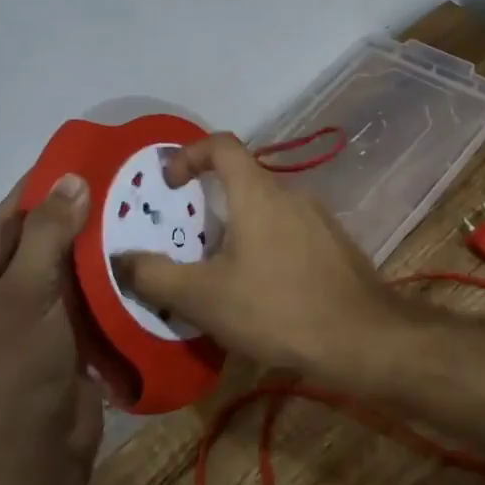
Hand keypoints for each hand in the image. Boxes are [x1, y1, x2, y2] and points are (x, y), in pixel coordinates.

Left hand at [0, 174, 102, 483]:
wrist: (37, 463)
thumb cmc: (15, 373)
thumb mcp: (26, 295)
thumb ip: (49, 234)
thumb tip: (71, 179)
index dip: (34, 193)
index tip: (72, 160)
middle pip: (31, 246)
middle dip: (69, 217)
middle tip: (112, 181)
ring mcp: (23, 326)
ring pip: (59, 271)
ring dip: (89, 245)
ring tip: (129, 207)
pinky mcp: (57, 342)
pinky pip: (78, 297)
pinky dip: (100, 276)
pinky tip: (132, 250)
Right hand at [115, 133, 404, 378]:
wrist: (362, 338)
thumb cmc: (277, 308)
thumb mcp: (204, 298)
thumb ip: (156, 275)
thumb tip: (121, 259)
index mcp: (257, 192)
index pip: (221, 145)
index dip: (189, 154)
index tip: (170, 185)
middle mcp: (290, 193)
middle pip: (242, 179)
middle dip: (210, 205)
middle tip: (189, 245)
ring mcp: (318, 218)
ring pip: (266, 209)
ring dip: (238, 230)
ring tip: (221, 275)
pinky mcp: (334, 244)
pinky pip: (289, 232)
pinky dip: (266, 247)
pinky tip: (262, 292)